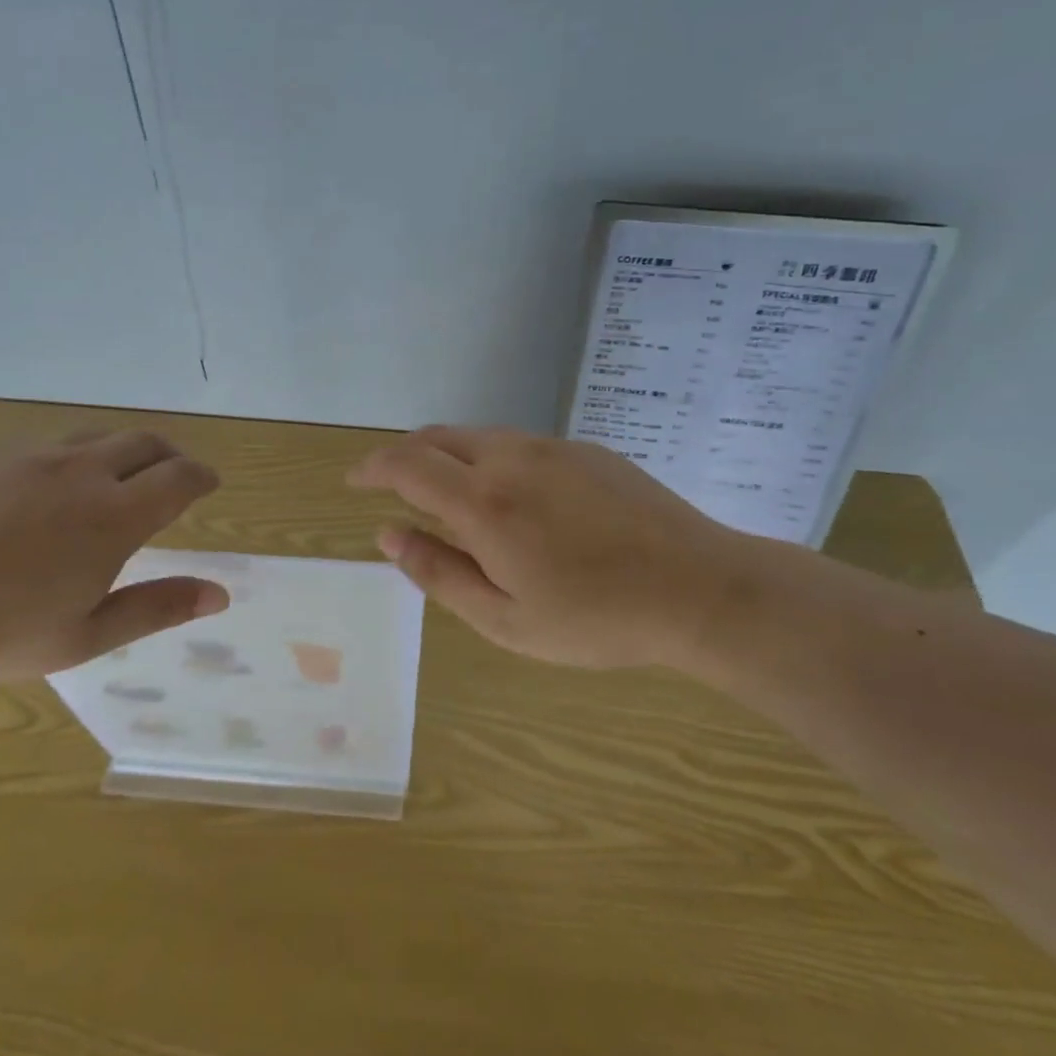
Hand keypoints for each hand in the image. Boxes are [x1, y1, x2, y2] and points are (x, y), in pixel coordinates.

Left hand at [0, 431, 227, 684]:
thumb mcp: (84, 636)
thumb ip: (157, 608)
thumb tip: (220, 594)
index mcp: (113, 515)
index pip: (179, 478)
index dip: (202, 477)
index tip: (209, 484)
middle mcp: (79, 471)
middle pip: (144, 443)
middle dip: (170, 456)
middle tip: (174, 477)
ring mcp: (28, 455)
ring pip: (94, 439)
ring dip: (120, 453)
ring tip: (114, 480)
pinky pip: (42, 446)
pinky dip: (66, 461)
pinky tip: (40, 495)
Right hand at [348, 426, 778, 681]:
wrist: (702, 589)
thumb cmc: (597, 619)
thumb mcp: (505, 619)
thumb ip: (439, 572)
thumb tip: (388, 535)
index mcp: (484, 503)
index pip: (406, 464)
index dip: (371, 467)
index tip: (354, 482)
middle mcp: (512, 459)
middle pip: (439, 437)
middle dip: (404, 455)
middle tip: (392, 487)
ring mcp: (554, 448)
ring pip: (480, 437)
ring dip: (449, 457)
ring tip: (448, 497)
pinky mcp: (587, 450)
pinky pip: (519, 444)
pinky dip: (491, 460)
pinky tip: (513, 499)